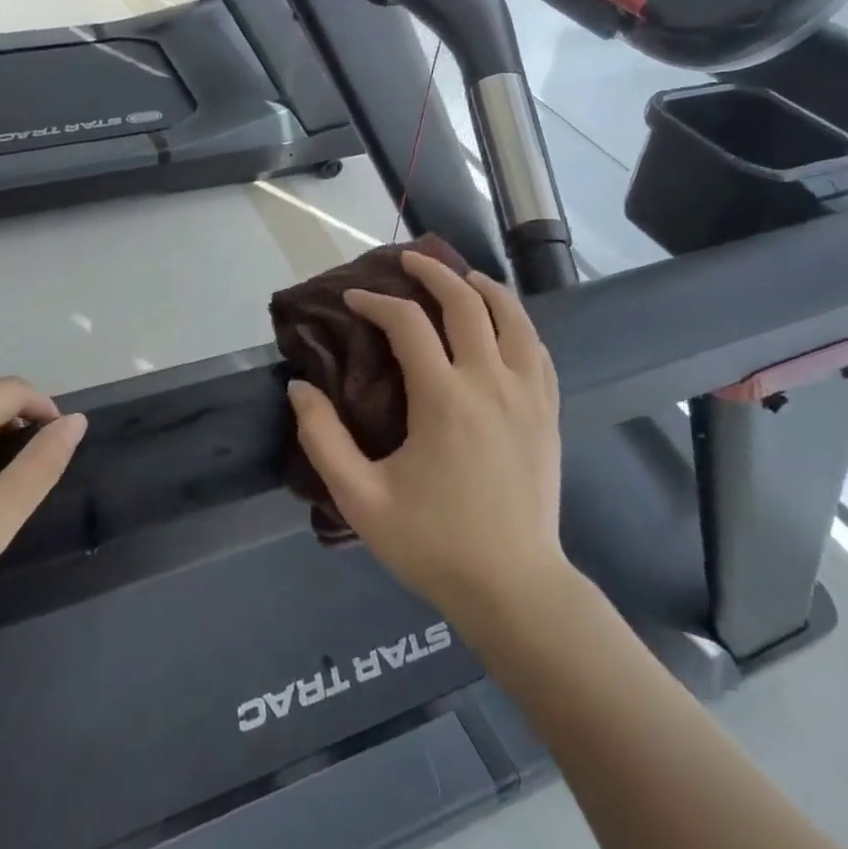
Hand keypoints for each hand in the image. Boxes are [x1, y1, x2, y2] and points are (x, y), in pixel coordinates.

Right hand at [287, 253, 565, 625]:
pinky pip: (537, 349)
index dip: (375, 302)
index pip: (407, 323)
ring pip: (514, 316)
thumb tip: (299, 387)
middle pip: (466, 302)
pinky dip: (517, 323)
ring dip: (484, 288)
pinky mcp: (548, 413)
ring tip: (462, 278)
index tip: (353, 299)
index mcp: (443, 398)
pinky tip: (503, 326)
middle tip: (408, 261)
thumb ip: (322, 439)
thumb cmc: (433, 543)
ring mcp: (528, 395)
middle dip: (433, 273)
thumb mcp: (360, 499)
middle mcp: (490, 381)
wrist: (514, 587)